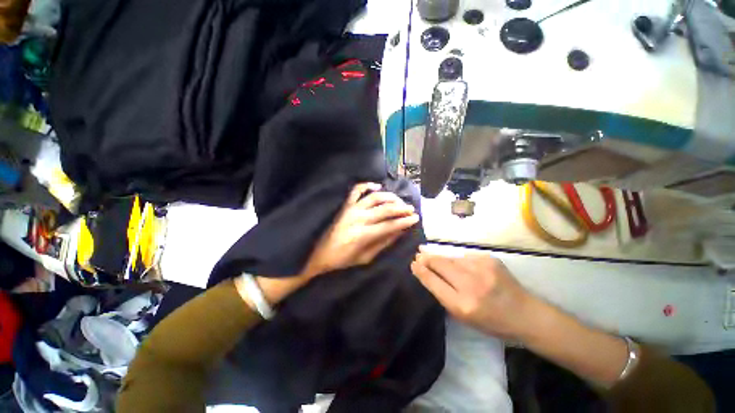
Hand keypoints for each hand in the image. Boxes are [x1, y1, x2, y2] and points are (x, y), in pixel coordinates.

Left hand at [242, 183, 419, 306]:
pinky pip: (356, 191)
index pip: (390, 225)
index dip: (404, 221)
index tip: (416, 218)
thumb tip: (399, 232)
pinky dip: (366, 185)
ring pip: (374, 197)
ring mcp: (350, 209)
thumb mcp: (365, 258)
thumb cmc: (342, 260)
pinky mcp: (343, 206)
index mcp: (363, 235)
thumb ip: (383, 244)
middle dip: (401, 208)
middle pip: (385, 209)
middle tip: (411, 209)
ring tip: (398, 200)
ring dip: (389, 197)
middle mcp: (358, 218)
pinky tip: (377, 185)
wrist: (317, 255)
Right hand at [411, 249, 535, 338]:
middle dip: (427, 258)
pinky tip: (460, 265)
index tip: (413, 263)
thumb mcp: (464, 316)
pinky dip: (459, 260)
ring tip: (432, 255)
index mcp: (463, 305)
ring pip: (451, 258)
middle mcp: (471, 284)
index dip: (421, 271)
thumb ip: (444, 294)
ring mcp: (482, 268)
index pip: (434, 282)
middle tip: (419, 254)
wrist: (526, 314)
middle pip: (440, 264)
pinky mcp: (490, 259)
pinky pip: (465, 257)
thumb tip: (428, 273)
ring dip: (442, 258)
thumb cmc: (492, 321)